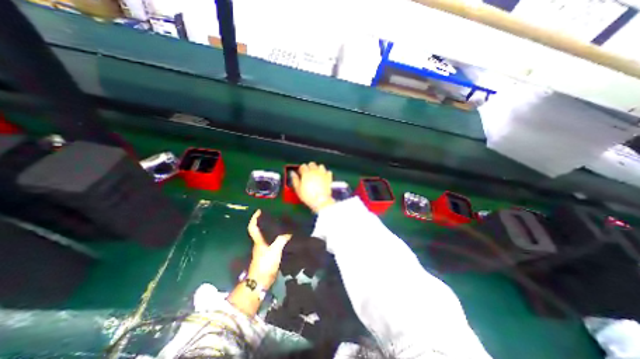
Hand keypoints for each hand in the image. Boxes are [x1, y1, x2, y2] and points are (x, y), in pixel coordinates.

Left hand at [247, 211, 291, 288]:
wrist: (261, 281)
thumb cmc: (265, 264)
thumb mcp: (275, 250)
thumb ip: (282, 239)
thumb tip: (290, 232)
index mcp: (258, 240)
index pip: (253, 227)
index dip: (254, 218)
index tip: (259, 210)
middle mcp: (260, 243)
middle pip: (260, 230)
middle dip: (264, 222)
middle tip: (274, 215)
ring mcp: (264, 250)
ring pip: (267, 236)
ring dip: (272, 230)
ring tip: (281, 223)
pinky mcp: (269, 255)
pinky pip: (273, 243)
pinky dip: (277, 238)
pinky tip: (284, 237)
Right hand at [292, 162, 336, 212]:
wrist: (321, 200)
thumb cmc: (308, 196)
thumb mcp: (298, 189)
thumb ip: (295, 180)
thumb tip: (292, 173)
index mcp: (306, 173)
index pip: (303, 166)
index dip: (301, 169)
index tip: (301, 174)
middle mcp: (315, 171)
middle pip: (312, 164)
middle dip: (309, 167)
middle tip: (308, 173)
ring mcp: (323, 173)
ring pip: (320, 166)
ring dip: (318, 169)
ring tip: (316, 174)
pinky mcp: (329, 177)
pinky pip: (328, 171)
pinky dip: (326, 173)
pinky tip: (324, 177)